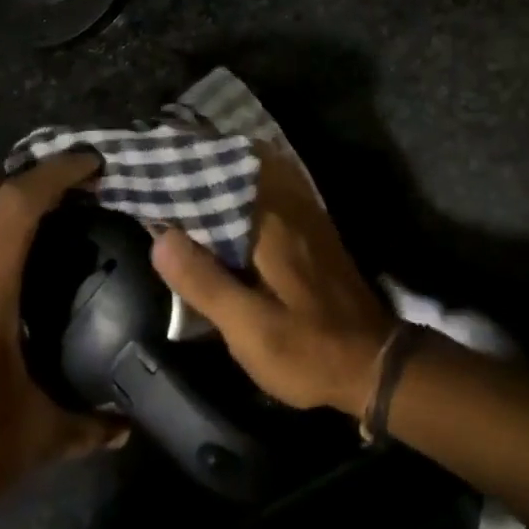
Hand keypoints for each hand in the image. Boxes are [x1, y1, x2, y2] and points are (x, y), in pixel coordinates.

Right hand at [151, 150, 394, 416]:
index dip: (189, 168)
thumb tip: (161, 236)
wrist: (372, 362)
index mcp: (273, 223)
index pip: (225, 175)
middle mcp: (292, 208)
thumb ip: (204, 282)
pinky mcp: (314, 232)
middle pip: (243, 169)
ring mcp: (308, 217)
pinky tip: (228, 209)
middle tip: (165, 171)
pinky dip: (248, 192)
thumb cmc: (307, 348)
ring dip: (227, 176)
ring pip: (261, 179)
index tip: (156, 165)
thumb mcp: (248, 327)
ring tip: (189, 182)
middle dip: (205, 166)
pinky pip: (275, 195)